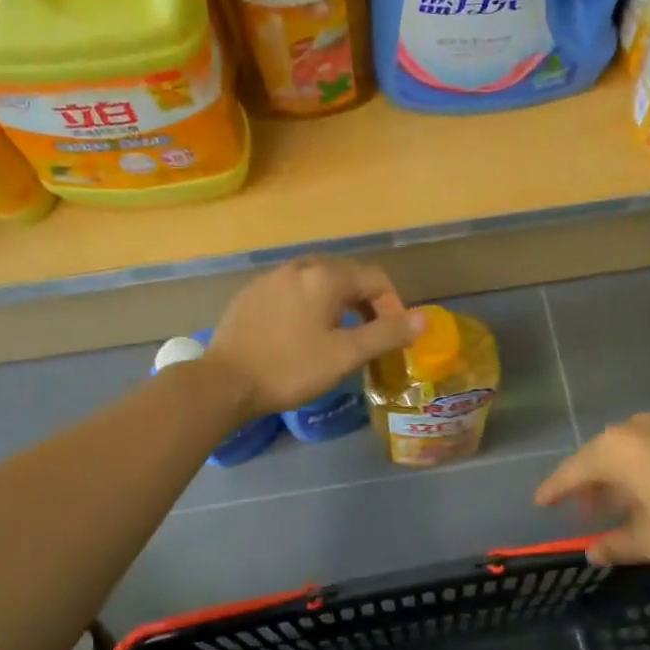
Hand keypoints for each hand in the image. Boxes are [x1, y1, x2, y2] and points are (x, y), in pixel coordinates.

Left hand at [207, 256, 424, 418]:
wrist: (224, 382)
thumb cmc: (291, 369)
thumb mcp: (346, 355)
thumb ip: (387, 334)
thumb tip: (424, 319)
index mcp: (325, 276)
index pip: (374, 278)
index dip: (393, 304)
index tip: (395, 334)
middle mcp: (299, 267)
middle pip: (346, 274)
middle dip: (366, 301)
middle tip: (372, 333)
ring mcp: (271, 278)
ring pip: (317, 281)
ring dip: (338, 302)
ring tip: (341, 333)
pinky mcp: (251, 294)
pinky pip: (292, 290)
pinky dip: (309, 304)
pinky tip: (303, 332)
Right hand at [535, 414, 649, 564]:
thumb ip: (614, 545)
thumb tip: (591, 553)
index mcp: (613, 451)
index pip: (570, 472)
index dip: (553, 490)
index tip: (539, 503)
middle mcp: (632, 429)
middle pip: (596, 458)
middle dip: (586, 486)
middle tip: (579, 512)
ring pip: (624, 452)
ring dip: (614, 478)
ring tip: (613, 506)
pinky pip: (648, 449)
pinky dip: (638, 470)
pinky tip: (647, 492)